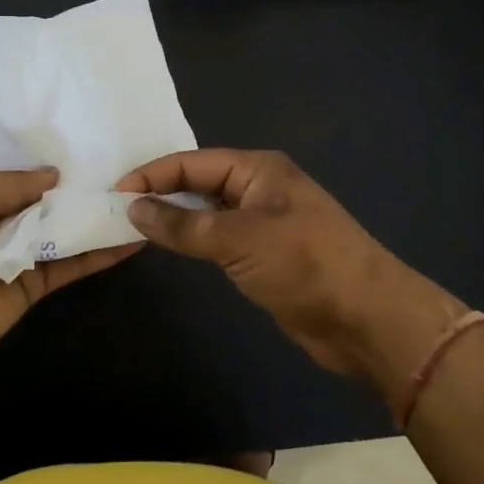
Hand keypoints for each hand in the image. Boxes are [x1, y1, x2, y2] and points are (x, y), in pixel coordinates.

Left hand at [0, 152, 140, 387]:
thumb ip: (11, 182)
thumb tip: (54, 175)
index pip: (1, 152)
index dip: (31, 138)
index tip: (71, 117)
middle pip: (37, 185)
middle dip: (70, 169)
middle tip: (116, 144)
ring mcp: (15, 246)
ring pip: (61, 222)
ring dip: (91, 208)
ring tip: (136, 184)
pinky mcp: (34, 280)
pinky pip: (72, 262)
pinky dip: (100, 251)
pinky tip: (133, 236)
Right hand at [120, 149, 466, 384]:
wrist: (369, 320)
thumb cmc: (306, 265)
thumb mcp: (240, 239)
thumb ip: (184, 224)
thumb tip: (134, 208)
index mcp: (258, 169)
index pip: (192, 163)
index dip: (153, 175)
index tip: (115, 193)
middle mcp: (260, 188)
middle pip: (199, 182)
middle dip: (161, 193)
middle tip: (117, 209)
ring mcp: (263, 222)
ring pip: (207, 211)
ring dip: (175, 217)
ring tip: (133, 226)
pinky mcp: (265, 255)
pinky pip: (218, 238)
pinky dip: (193, 240)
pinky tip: (170, 247)